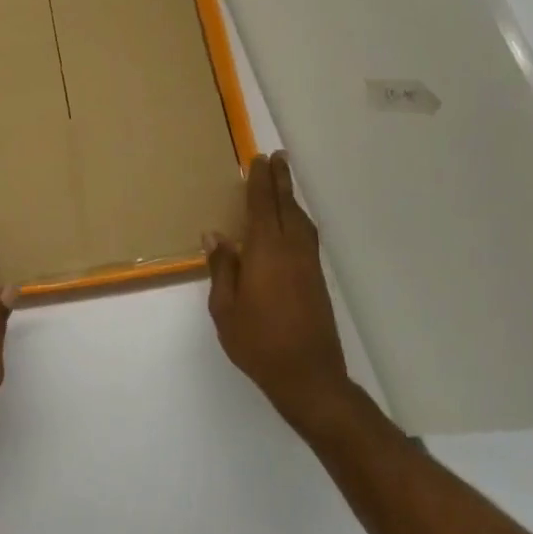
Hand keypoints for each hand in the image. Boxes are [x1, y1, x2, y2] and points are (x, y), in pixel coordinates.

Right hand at [206, 152, 353, 433]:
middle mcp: (291, 250)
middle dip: (281, 181)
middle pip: (286, 206)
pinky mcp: (316, 278)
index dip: (260, 182)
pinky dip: (297, 219)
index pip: (262, 207)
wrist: (308, 375)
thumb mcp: (225, 308)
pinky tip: (291, 224)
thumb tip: (216, 235)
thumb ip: (222, 268)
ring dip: (291, 198)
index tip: (258, 160)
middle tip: (277, 158)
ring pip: (301, 220)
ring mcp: (308, 264)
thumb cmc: (257, 342)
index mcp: (266, 253)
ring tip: (283, 184)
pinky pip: (306, 235)